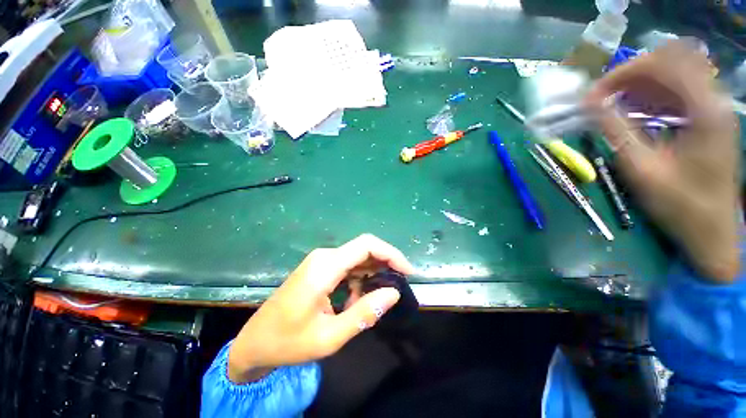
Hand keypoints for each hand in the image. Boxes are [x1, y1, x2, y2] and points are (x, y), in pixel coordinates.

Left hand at [227, 234, 414, 382]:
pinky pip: (348, 266)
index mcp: (325, 267)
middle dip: (385, 264)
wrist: (255, 342)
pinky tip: (355, 300)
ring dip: (371, 275)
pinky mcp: (320, 267)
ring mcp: (321, 261)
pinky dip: (359, 280)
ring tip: (372, 301)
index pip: (366, 245)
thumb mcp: (330, 336)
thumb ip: (365, 313)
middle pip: (364, 249)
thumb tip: (394, 293)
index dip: (391, 254)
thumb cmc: (289, 342)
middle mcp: (325, 256)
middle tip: (397, 286)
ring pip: (358, 258)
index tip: (407, 271)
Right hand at [585, 41, 740, 281]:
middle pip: (672, 59)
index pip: (662, 64)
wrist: (712, 231)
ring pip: (675, 72)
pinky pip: (678, 90)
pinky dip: (652, 94)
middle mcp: (713, 100)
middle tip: (603, 96)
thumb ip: (616, 131)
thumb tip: (589, 104)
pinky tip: (635, 111)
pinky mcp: (708, 118)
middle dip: (632, 72)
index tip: (593, 94)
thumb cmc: (679, 205)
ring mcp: (713, 108)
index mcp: (704, 110)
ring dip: (640, 83)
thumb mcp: (643, 169)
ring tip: (614, 103)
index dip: (623, 73)